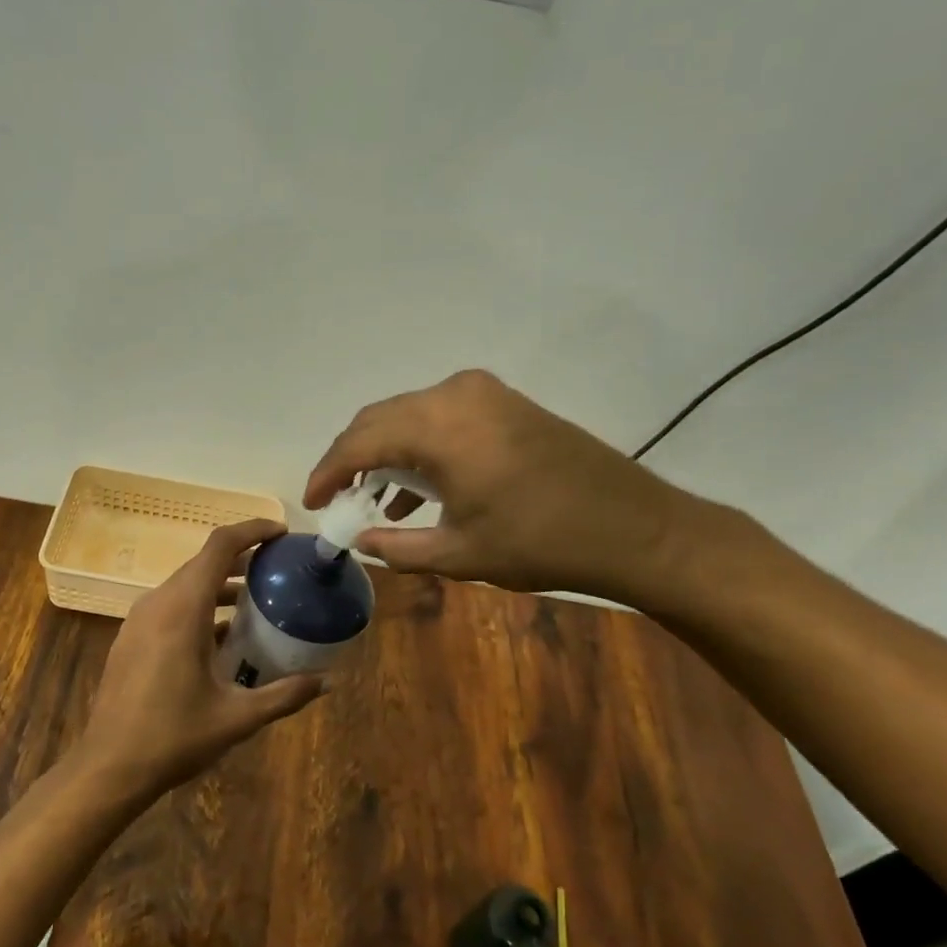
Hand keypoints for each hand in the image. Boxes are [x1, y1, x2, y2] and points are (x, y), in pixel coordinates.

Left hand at [78, 520, 325, 796]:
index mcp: (183, 610)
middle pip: (203, 562)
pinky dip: (200, 605)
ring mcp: (139, 620)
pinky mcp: (131, 637)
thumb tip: (327, 683)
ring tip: (256, 600)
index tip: (282, 534)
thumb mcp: (237, 718)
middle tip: (278, 569)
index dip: (252, 531)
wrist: (108, 767)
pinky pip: (171, 605)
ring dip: (220, 584)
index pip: (220, 546)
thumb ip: (284, 695)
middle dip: (242, 558)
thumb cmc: (173, 737)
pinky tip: (222, 636)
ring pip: (185, 585)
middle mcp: (158, 603)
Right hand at [304, 369, 703, 603]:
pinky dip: (422, 447)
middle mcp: (456, 394)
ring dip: (387, 452)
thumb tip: (360, 541)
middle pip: (380, 420)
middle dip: (352, 459)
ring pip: (411, 416)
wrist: (634, 528)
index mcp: (439, 426)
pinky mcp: (506, 403)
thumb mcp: (459, 553)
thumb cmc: (540, 543)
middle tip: (337, 497)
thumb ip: (398, 546)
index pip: (360, 442)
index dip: (328, 472)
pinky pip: (444, 417)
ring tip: (373, 499)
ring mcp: (485, 394)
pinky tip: (419, 488)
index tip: (312, 503)